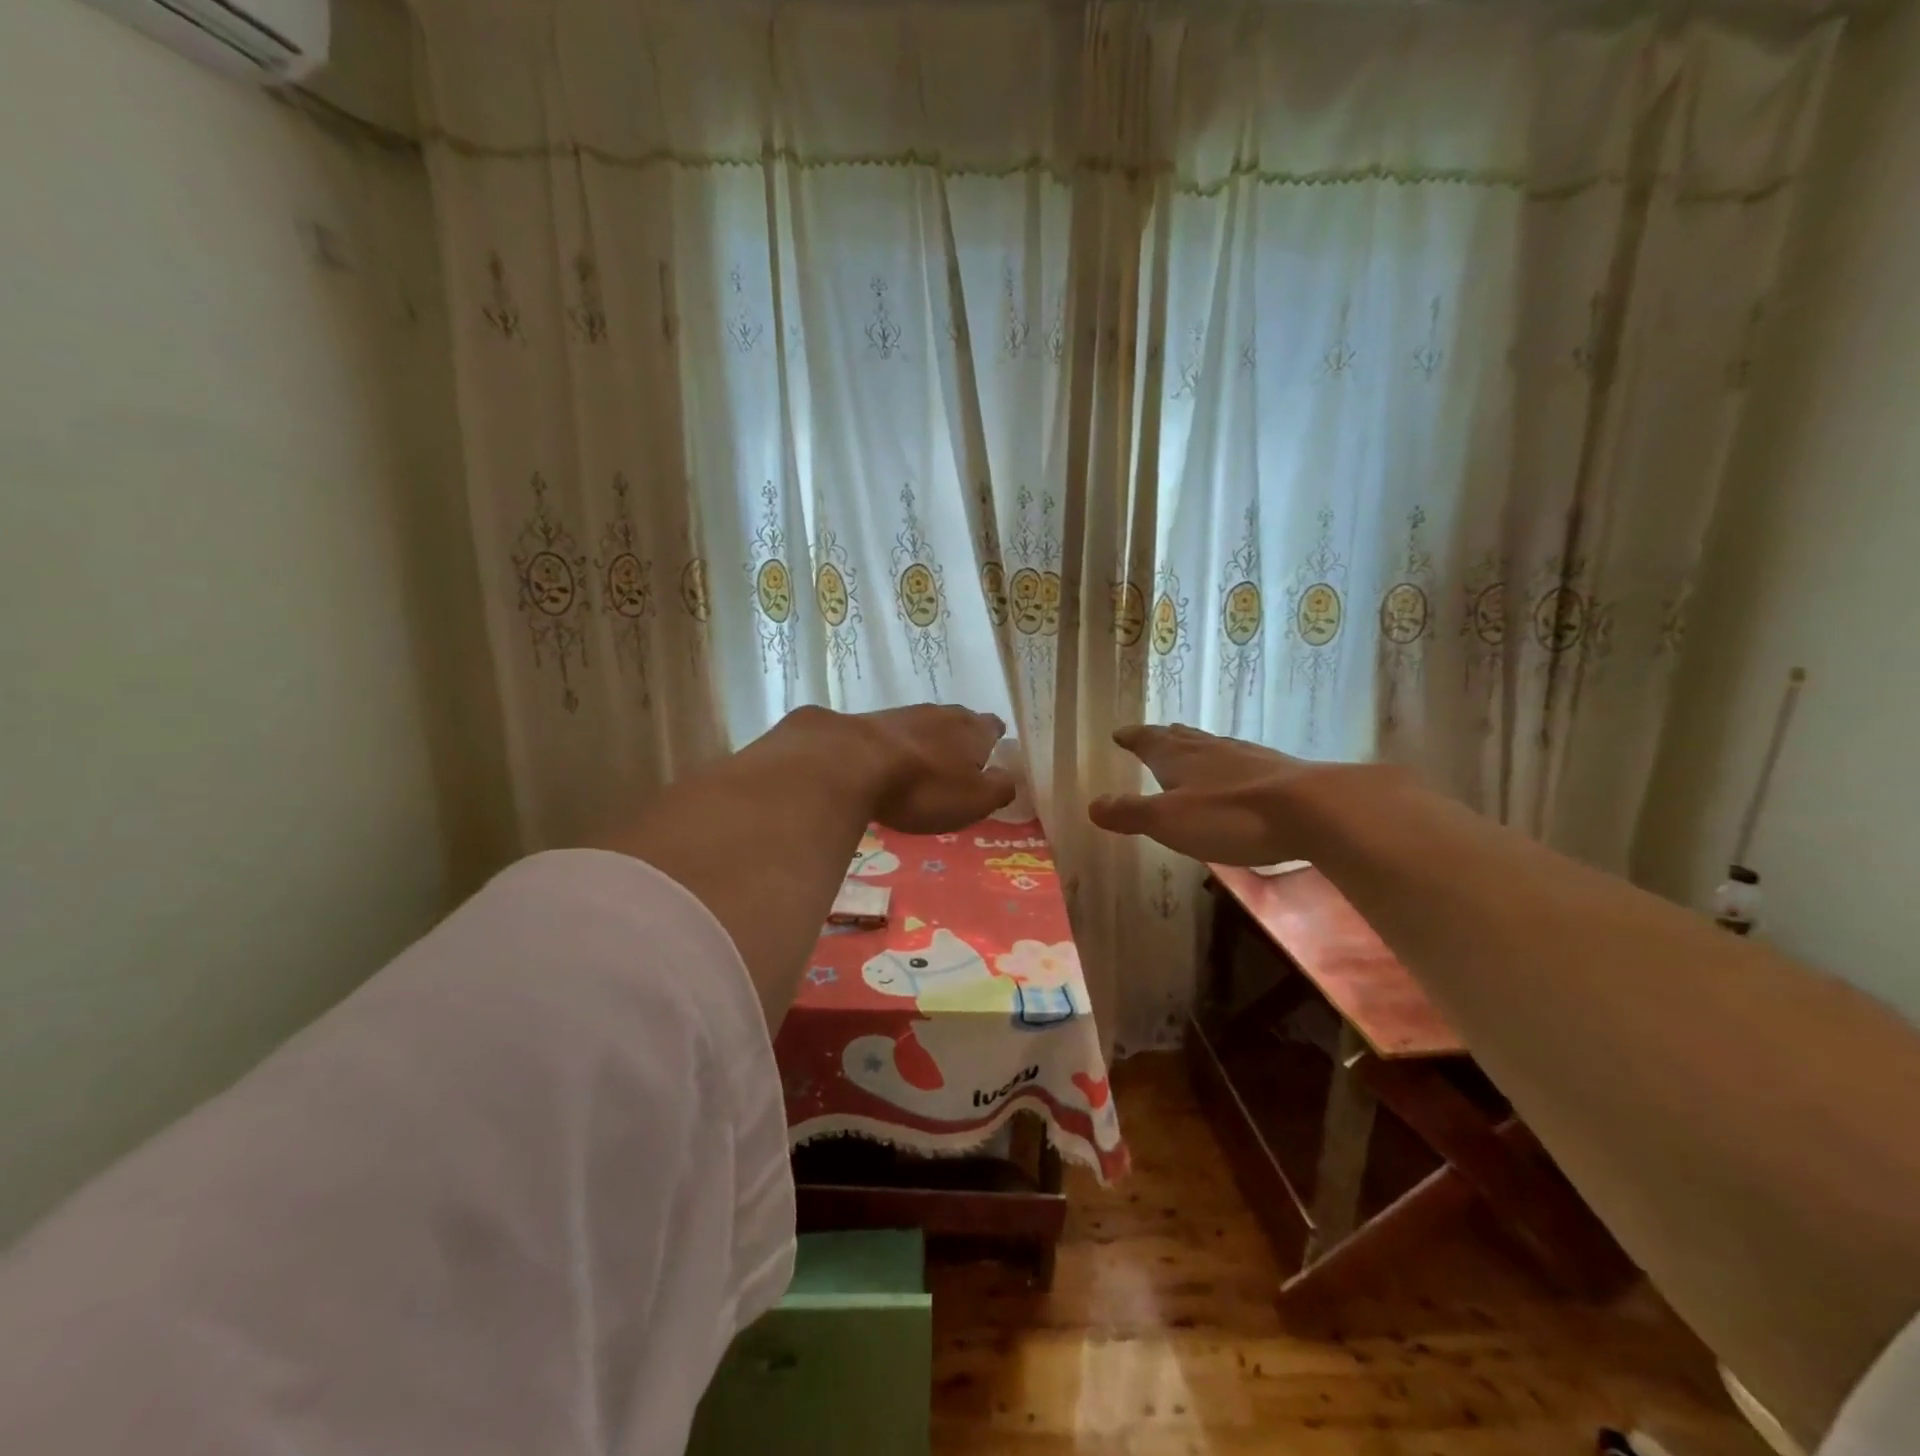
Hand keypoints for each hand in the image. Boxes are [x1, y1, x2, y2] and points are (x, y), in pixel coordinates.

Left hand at [847, 704, 1015, 833]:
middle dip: (960, 744)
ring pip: (924, 728)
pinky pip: (893, 738)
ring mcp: (902, 714)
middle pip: (959, 724)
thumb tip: (1009, 778)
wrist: (849, 763)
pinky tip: (888, 770)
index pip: (993, 727)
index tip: (991, 760)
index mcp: (973, 729)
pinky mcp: (868, 723)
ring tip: (921, 773)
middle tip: (957, 771)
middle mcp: (941, 713)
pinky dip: (896, 751)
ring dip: (926, 746)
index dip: (994, 743)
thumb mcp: (974, 800)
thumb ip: (999, 789)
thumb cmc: (924, 787)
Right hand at [1087, 723, 1361, 864]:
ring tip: (1189, 747)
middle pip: (1181, 738)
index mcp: (1179, 759)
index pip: (1148, 742)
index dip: (1133, 738)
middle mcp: (1210, 750)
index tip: (1120, 733)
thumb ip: (1130, 813)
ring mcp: (1247, 758)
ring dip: (1195, 746)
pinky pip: (1241, 760)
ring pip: (1212, 746)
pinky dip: (1228, 763)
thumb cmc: (1231, 816)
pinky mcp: (1277, 772)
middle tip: (1152, 734)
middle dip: (1162, 738)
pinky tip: (1237, 772)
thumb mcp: (1169, 820)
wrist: (1314, 810)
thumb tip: (1092, 805)